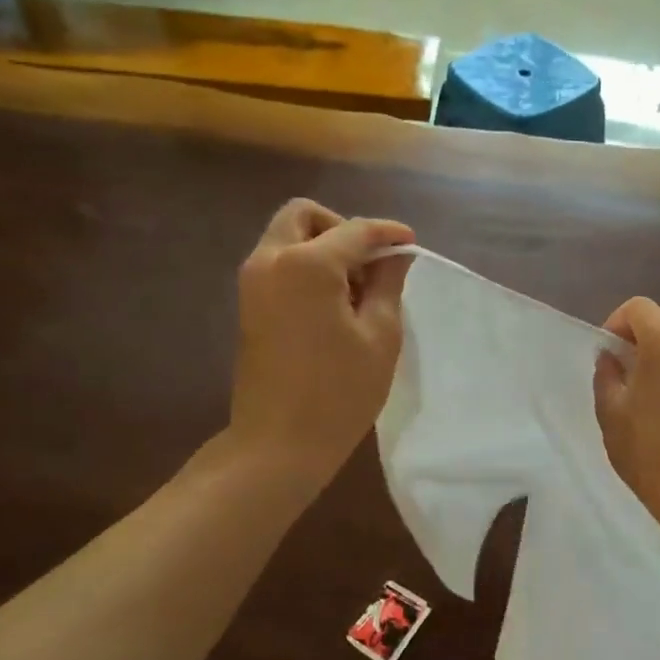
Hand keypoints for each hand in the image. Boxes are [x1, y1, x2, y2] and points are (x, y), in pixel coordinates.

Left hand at [227, 199, 414, 488]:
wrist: (279, 443)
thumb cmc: (339, 392)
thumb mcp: (380, 336)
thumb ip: (388, 284)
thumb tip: (395, 255)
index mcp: (306, 264)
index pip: (355, 230)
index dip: (388, 233)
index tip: (411, 244)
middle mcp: (271, 260)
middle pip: (305, 216)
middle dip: (342, 229)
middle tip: (371, 264)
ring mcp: (253, 282)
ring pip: (288, 237)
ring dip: (323, 247)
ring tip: (356, 290)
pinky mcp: (248, 304)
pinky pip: (279, 263)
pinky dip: (306, 266)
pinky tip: (332, 304)